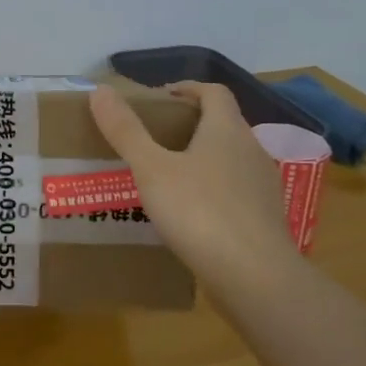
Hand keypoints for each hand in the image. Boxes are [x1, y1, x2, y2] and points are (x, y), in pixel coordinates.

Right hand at [89, 81, 296, 284]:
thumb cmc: (199, 212)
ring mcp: (263, 185)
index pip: (213, 92)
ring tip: (168, 176)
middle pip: (223, 123)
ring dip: (203, 157)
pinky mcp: (266, 218)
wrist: (255, 277)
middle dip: (191, 124)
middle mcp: (251, 150)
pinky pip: (236, 190)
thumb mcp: (151, 169)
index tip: (160, 97)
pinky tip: (191, 212)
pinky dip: (214, 189)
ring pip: (231, 158)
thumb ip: (126, 130)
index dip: (187, 88)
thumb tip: (100, 89)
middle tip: (154, 137)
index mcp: (226, 130)